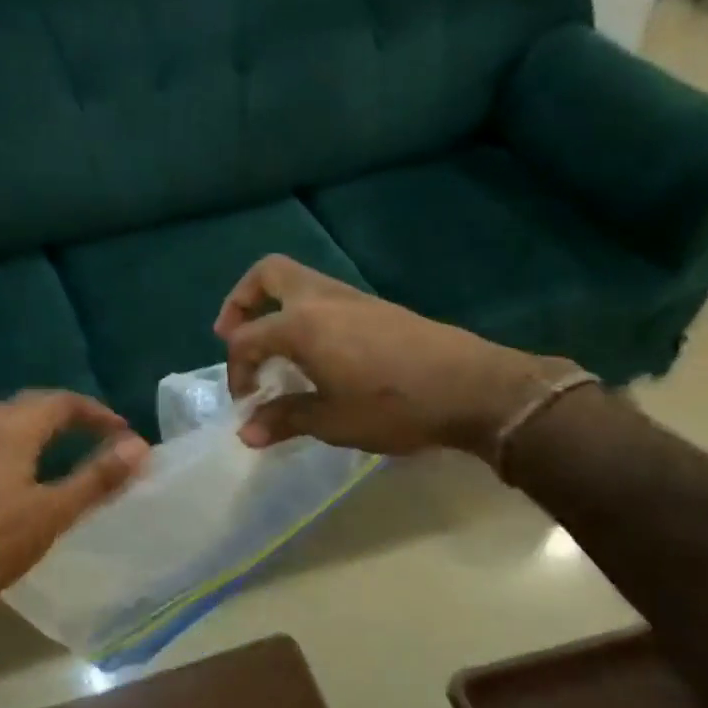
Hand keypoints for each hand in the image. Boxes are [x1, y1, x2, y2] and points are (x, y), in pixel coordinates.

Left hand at [0, 390, 149, 613]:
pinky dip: (8, 438)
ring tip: (58, 441)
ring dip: (34, 421)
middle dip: (66, 412)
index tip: (121, 431)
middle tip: (96, 431)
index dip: (95, 412)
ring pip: (3, 417)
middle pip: (30, 403)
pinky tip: (10, 462)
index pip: (61, 402)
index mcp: (11, 430)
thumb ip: (97, 478)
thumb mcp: (54, 512)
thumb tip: (139, 446)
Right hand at [212, 255, 568, 455]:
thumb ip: (284, 419)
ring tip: (274, 351)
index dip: (236, 371)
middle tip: (233, 335)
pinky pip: (322, 298)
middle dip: (241, 301)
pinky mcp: (374, 307)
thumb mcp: (332, 421)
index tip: (247, 403)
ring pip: (297, 282)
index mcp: (301, 325)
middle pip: (267, 275)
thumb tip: (246, 433)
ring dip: (274, 308)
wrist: (474, 388)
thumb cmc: (394, 405)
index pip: (247, 339)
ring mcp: (351, 298)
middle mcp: (321, 300)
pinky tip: (315, 355)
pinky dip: (303, 316)